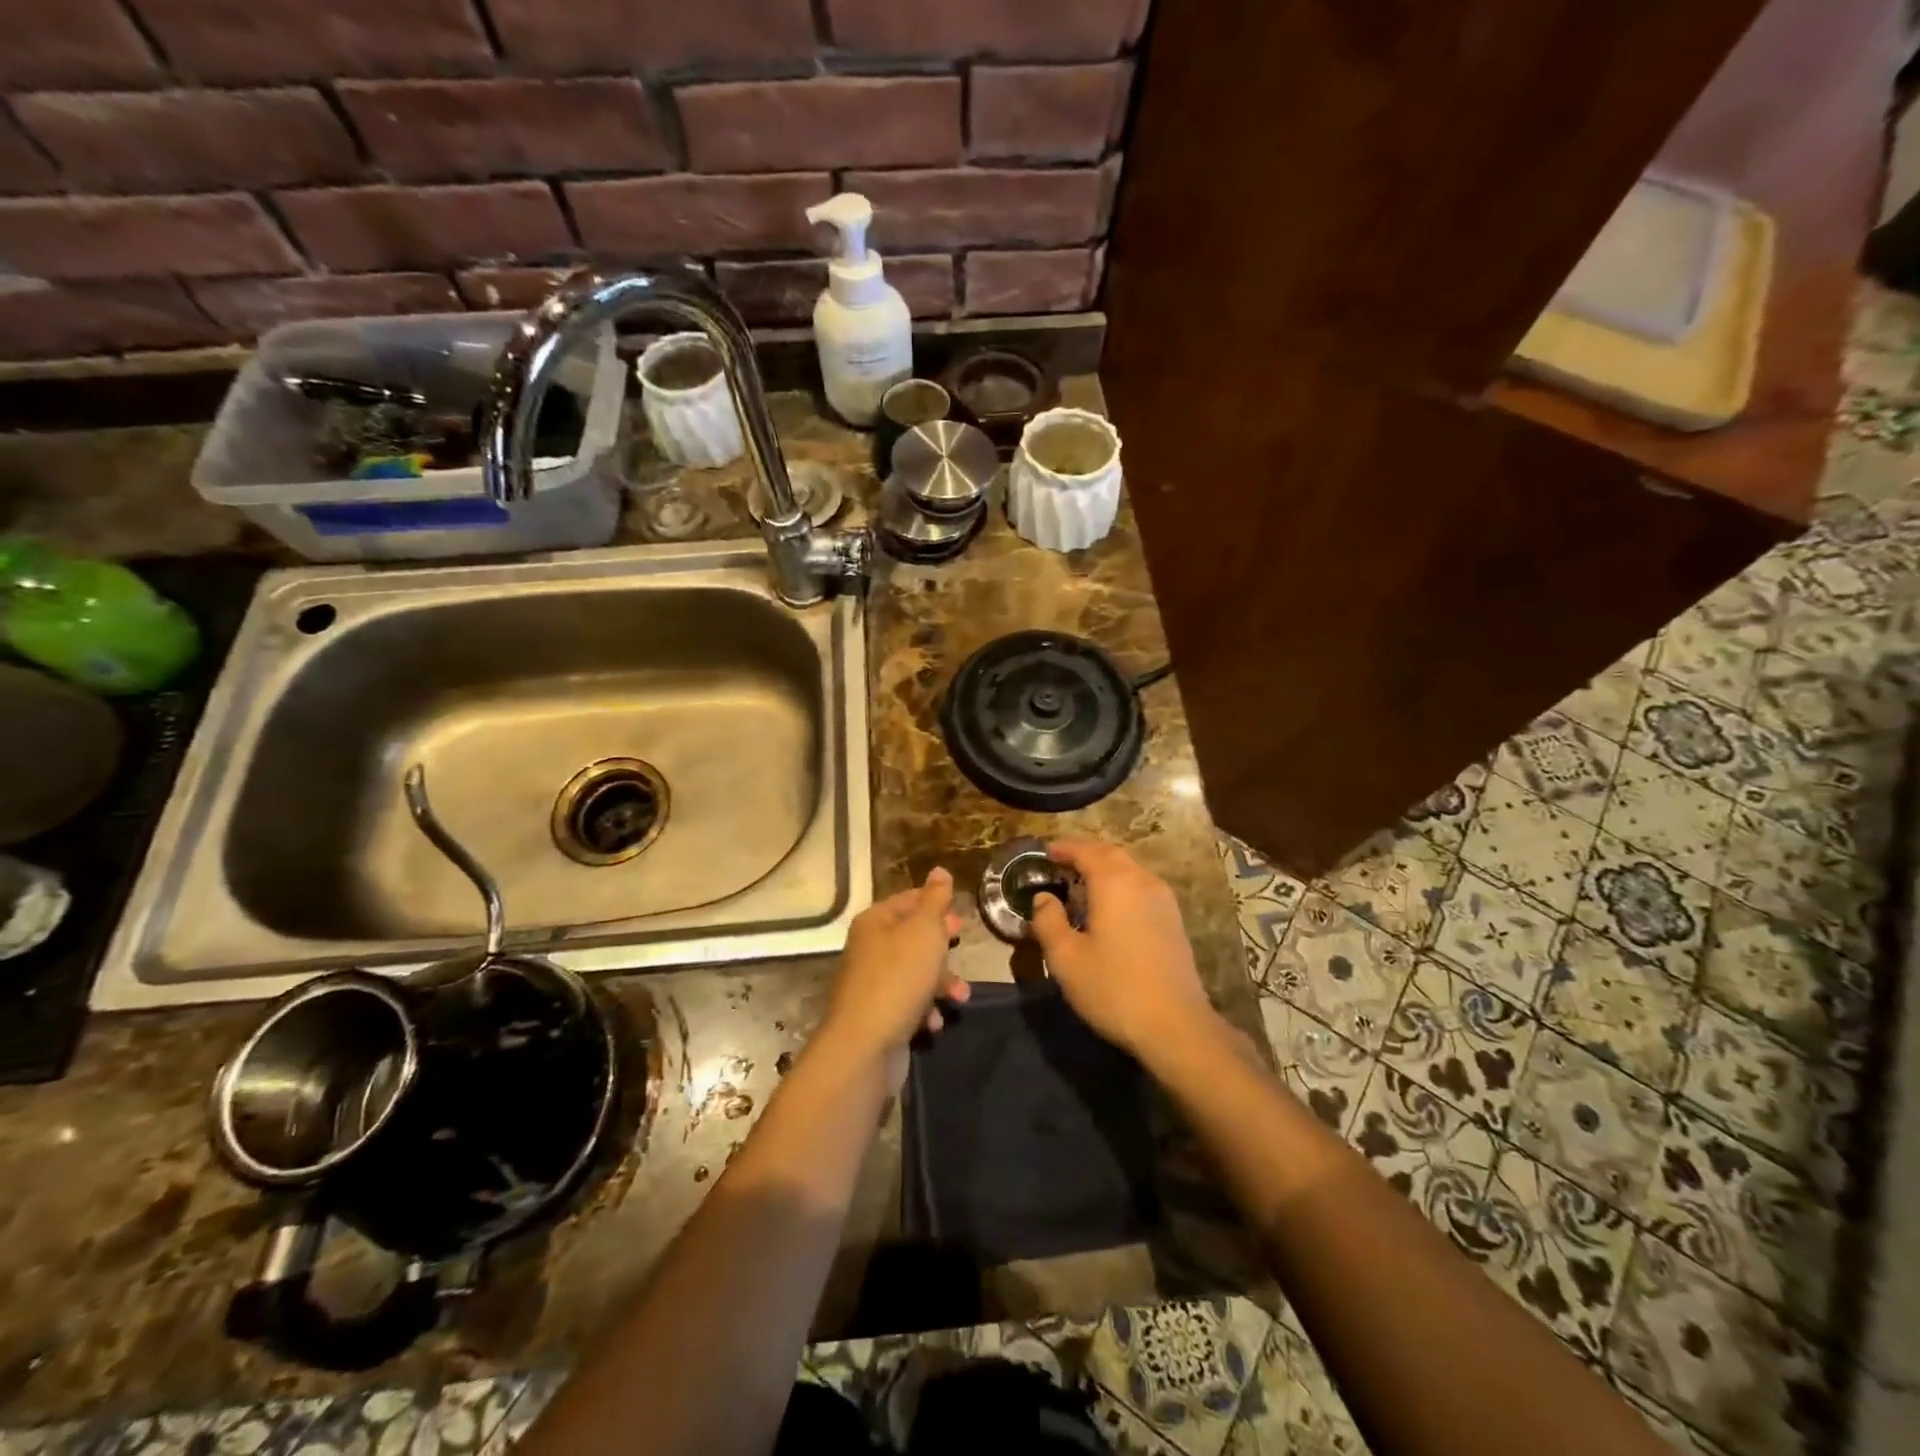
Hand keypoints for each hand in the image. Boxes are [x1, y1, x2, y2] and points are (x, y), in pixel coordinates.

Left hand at [818, 869, 969, 1071]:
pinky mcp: (877, 1016)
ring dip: (941, 983)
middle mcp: (869, 948)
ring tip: (960, 996)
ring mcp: (871, 984)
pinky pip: (908, 1004)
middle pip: (912, 938)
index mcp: (875, 922)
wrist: (865, 1045)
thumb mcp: (924, 930)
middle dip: (941, 946)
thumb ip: (935, 900)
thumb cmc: (899, 977)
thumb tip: (940, 870)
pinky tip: (935, 1022)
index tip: (960, 914)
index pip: (908, 900)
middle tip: (961, 944)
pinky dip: (925, 1010)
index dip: (935, 903)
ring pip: (914, 973)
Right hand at [1030, 839, 1218, 1056]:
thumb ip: (1048, 921)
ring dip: (1105, 868)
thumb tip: (1043, 898)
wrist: (1176, 1026)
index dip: (1063, 848)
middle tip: (1060, 864)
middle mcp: (1142, 881)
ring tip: (1081, 884)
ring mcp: (1163, 900)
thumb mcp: (1066, 958)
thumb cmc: (1113, 989)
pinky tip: (1110, 908)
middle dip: (1085, 853)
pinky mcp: (1174, 920)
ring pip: (1130, 869)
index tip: (1044, 851)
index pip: (1086, 851)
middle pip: (1111, 854)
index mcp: (1114, 883)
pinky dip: (1121, 885)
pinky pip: (1142, 886)